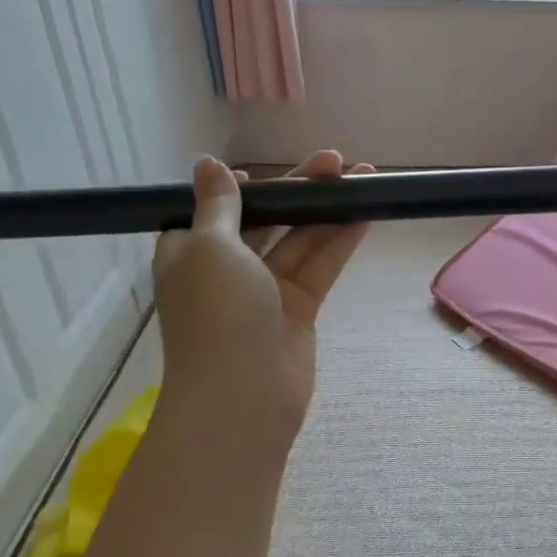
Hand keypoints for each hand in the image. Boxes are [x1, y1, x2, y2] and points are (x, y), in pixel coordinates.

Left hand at [151, 151, 371, 438]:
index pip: (220, 209)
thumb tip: (207, 163)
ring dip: (328, 210)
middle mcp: (227, 268)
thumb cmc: (217, 314)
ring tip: (364, 176)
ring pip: (300, 239)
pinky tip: (365, 213)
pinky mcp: (299, 308)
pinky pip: (320, 265)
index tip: (271, 171)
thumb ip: (219, 204)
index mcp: (191, 252)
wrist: (244, 395)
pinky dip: (340, 240)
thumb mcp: (210, 247)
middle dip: (300, 190)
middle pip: (267, 218)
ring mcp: (266, 290)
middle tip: (336, 161)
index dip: (247, 188)